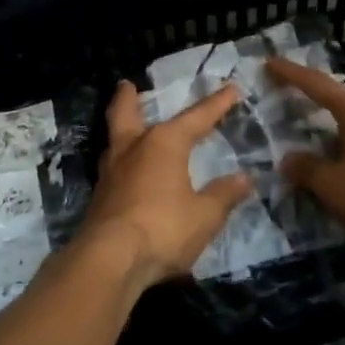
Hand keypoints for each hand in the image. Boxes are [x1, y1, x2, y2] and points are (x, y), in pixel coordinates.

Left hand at [76, 81, 251, 294]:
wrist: (109, 260)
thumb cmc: (163, 229)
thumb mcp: (205, 215)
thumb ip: (224, 195)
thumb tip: (244, 179)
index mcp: (164, 144)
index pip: (197, 117)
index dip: (216, 104)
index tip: (231, 89)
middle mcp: (133, 149)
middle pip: (126, 113)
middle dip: (128, 98)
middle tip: (127, 84)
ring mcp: (110, 173)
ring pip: (114, 140)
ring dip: (120, 128)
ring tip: (127, 127)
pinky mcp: (99, 198)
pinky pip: (112, 168)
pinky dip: (120, 162)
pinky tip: (127, 173)